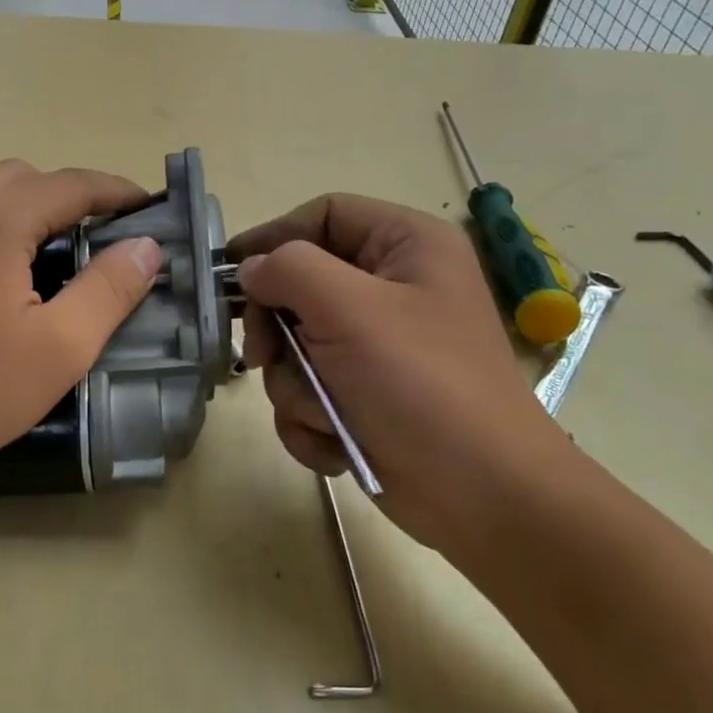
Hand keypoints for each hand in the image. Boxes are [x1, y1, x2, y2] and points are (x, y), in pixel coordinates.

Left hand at [0, 161, 161, 492]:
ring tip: (16, 244)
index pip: (73, 184)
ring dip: (1, 200)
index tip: (143, 206)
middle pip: (19, 176)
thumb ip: (110, 288)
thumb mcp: (61, 348)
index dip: (115, 192)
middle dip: (59, 198)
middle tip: (82, 240)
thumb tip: (146, 245)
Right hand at [231, 194, 573, 552]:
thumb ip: (289, 270)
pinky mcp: (365, 394)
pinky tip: (336, 441)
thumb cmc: (421, 385)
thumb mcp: (350, 310)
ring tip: (326, 411)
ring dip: (296, 385)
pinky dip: (312, 418)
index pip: (323, 215)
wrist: (481, 497)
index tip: (230, 272)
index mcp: (406, 246)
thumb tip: (251, 269)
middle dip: (277, 330)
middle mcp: (393, 288)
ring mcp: (377, 346)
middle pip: (299, 284)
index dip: (273, 238)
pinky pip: (309, 390)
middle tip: (264, 357)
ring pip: (296, 346)